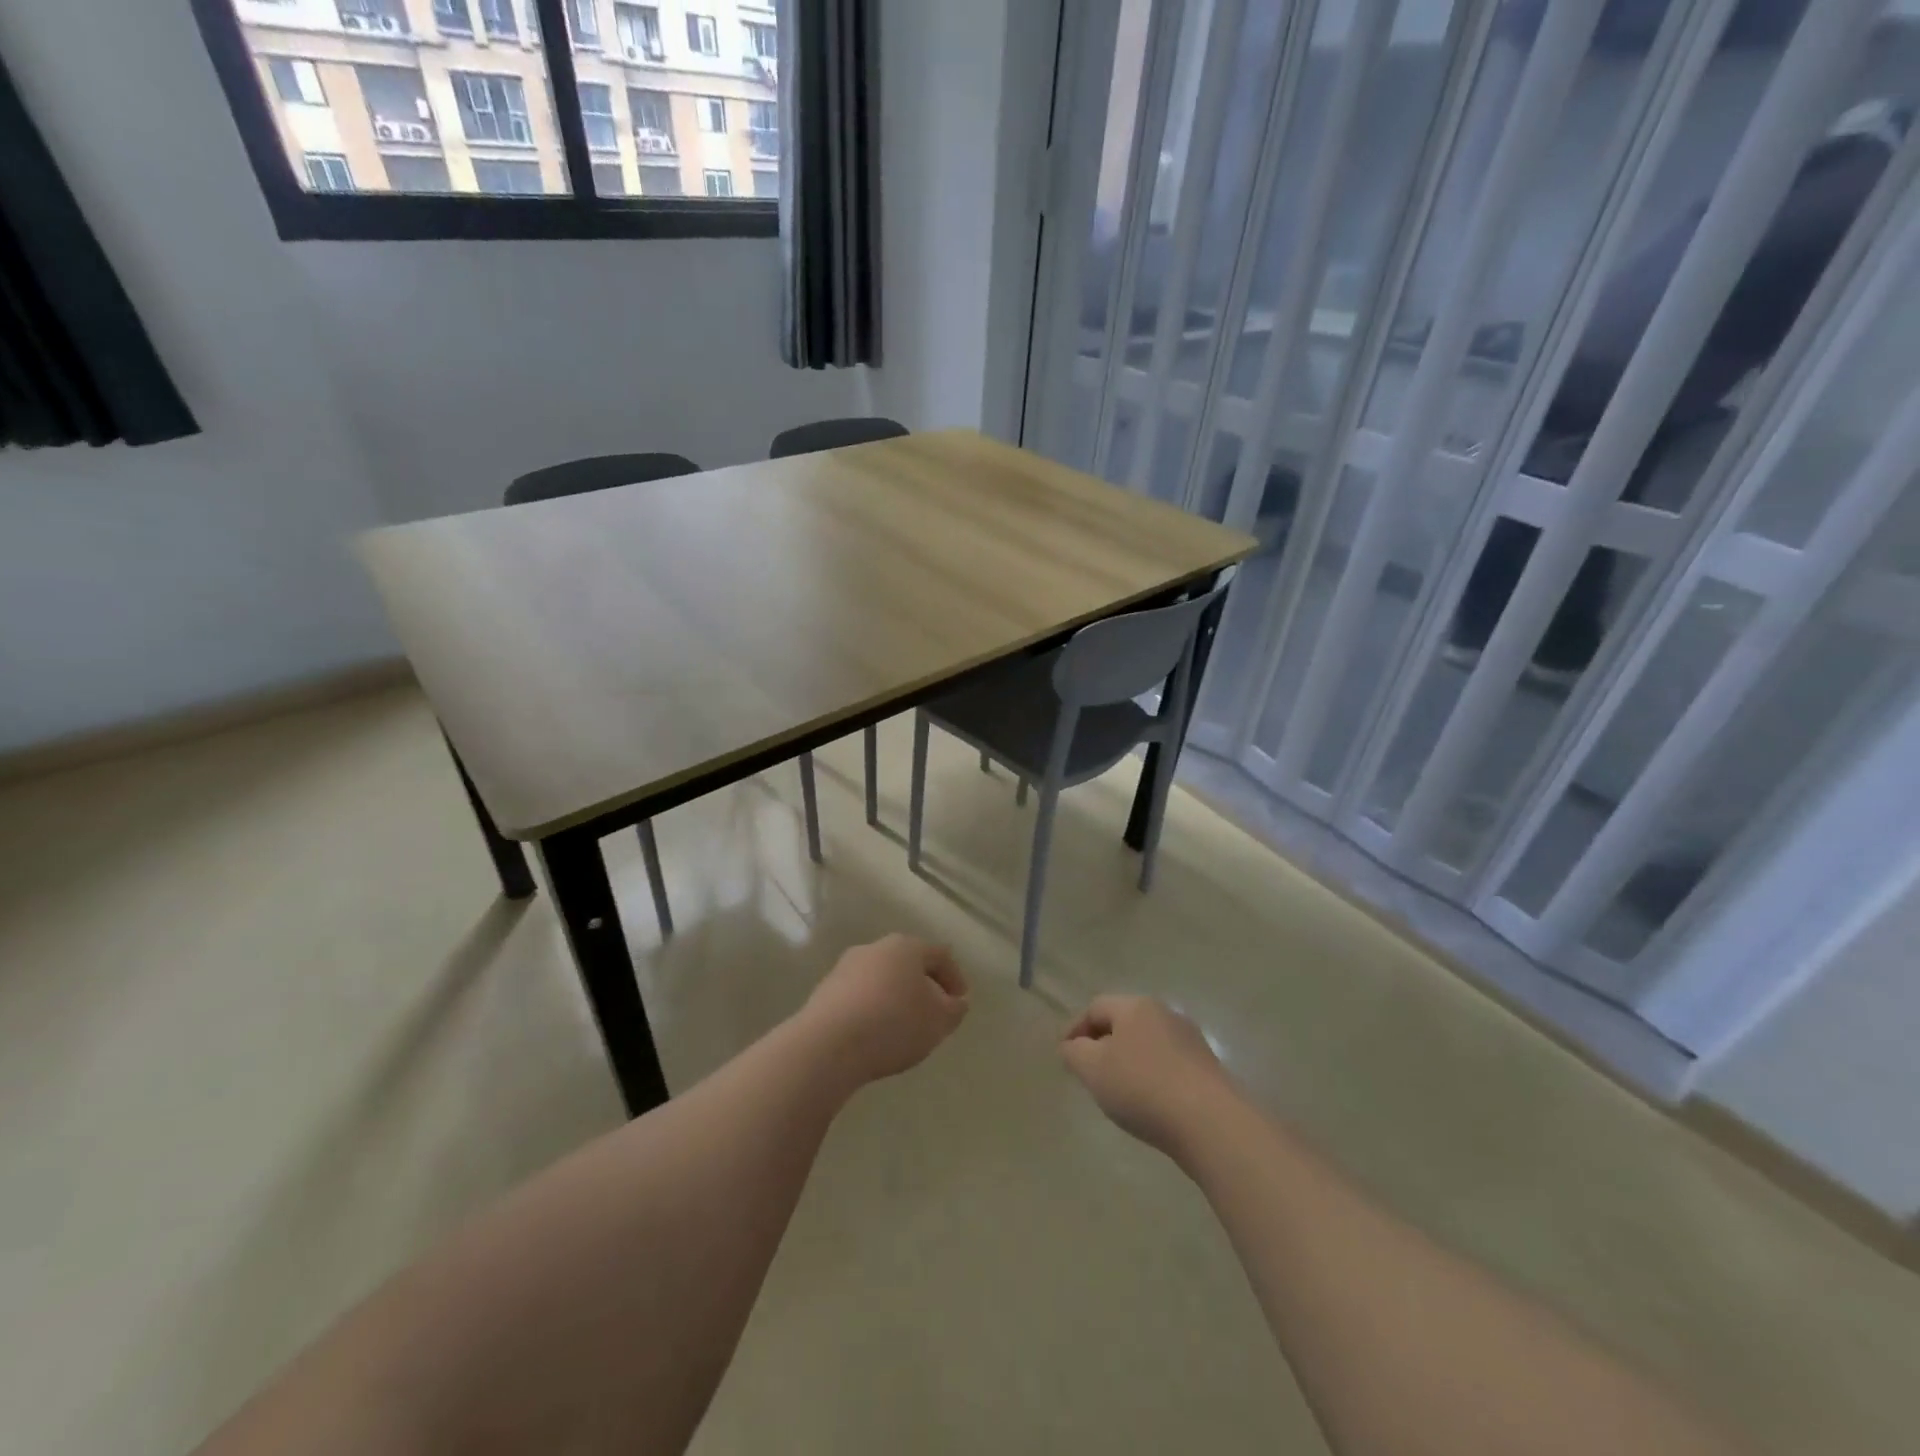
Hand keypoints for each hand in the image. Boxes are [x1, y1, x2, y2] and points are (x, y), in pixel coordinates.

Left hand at [800, 934, 969, 1085]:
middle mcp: (875, 948)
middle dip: (923, 987)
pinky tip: (874, 1034)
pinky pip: (859, 996)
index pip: (940, 955)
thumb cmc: (894, 1023)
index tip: (960, 1003)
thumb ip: (955, 1009)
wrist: (829, 1044)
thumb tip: (955, 1001)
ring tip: (903, 1028)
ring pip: (882, 979)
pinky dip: (872, 1010)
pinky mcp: (825, 991)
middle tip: (933, 1014)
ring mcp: (845, 967)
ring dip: (896, 998)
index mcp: (906, 946)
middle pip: (908, 963)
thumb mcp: (939, 1021)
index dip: (955, 977)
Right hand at [1060, 995, 1233, 1156]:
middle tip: (1088, 1071)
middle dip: (1102, 1043)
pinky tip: (1149, 1101)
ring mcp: (1191, 1039)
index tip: (1064, 1055)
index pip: (1095, 1007)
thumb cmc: (1143, 1088)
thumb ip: (1074, 1053)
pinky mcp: (1207, 1067)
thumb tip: (1071, 1045)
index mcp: (1136, 1006)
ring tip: (1117, 1090)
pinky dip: (1151, 1075)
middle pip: (1124, 1022)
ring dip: (1128, 1060)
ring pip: (1147, 1042)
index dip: (1075, 1028)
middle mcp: (1165, 1013)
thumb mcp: (1094, 1069)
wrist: (1211, 1123)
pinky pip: (1168, 1063)